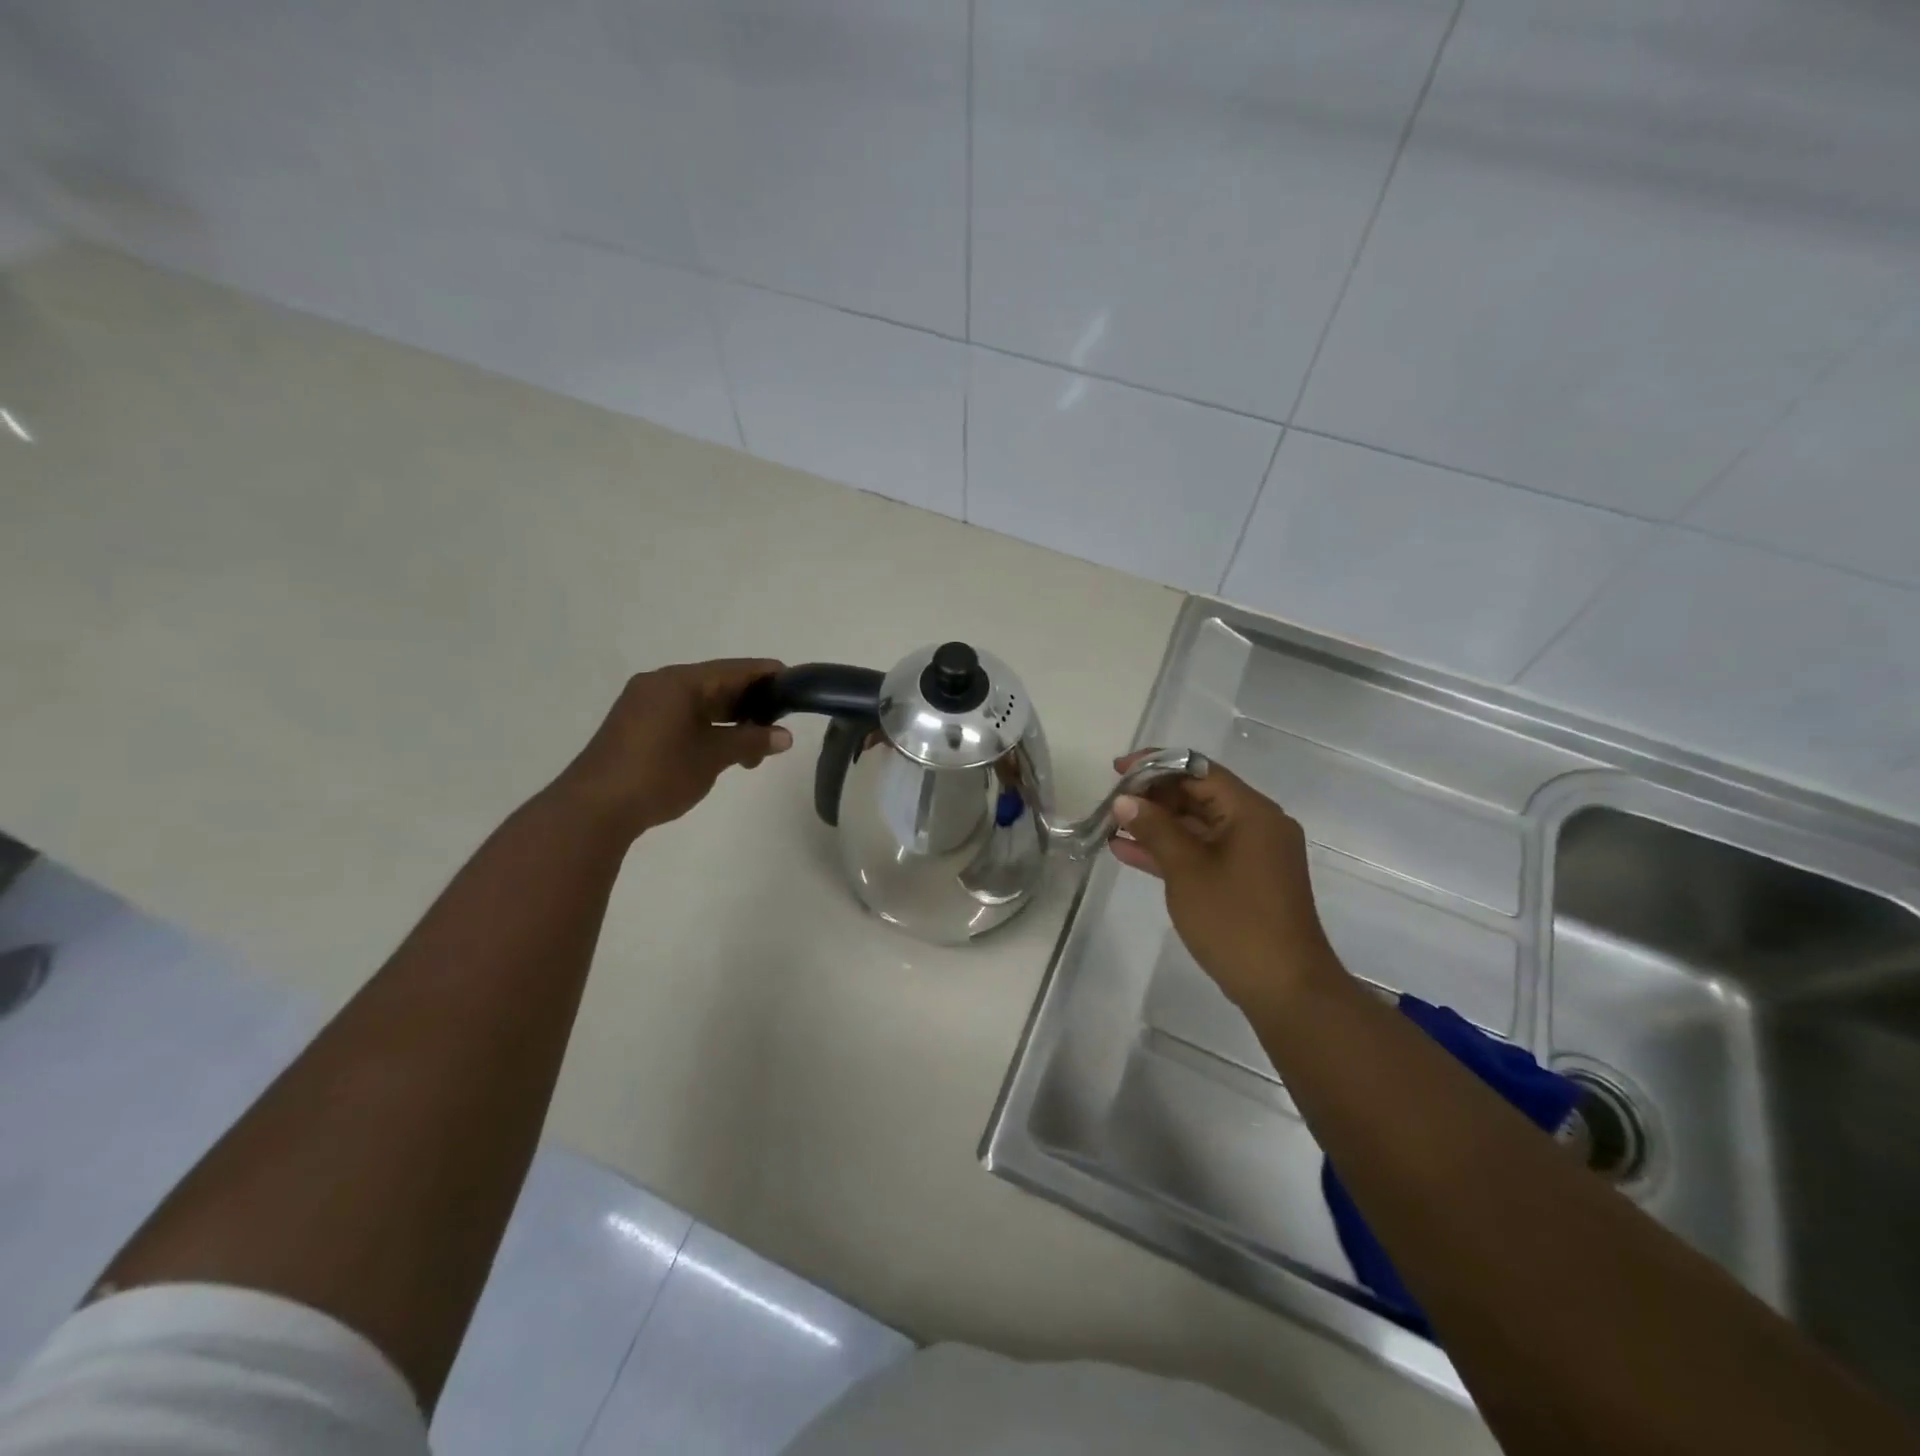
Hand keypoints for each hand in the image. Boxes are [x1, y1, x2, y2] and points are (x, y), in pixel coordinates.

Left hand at [555, 659, 792, 839]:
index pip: (734, 670)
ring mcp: (644, 705)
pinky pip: (682, 716)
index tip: (796, 685)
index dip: (767, 675)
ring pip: (699, 703)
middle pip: (717, 684)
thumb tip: (784, 737)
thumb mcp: (713, 757)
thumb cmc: (659, 774)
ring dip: (729, 721)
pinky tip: (723, 750)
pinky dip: (707, 728)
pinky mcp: (636, 726)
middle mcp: (660, 684)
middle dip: (750, 704)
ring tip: (755, 749)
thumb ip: (750, 741)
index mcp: (679, 682)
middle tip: (780, 723)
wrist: (594, 809)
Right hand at [1109, 753, 1343, 1015]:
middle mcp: (1257, 824)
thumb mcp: (1186, 870)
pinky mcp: (1244, 880)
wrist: (1285, 989)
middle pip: (1199, 794)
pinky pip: (1203, 851)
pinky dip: (1171, 850)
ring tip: (1111, 826)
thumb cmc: (1235, 921)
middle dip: (1153, 797)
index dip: (1156, 765)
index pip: (1199, 770)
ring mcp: (1252, 854)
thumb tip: (1125, 801)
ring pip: (1197, 825)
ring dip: (1157, 825)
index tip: (1118, 771)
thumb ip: (1154, 829)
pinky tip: (1128, 852)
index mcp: (1252, 812)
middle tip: (1112, 804)